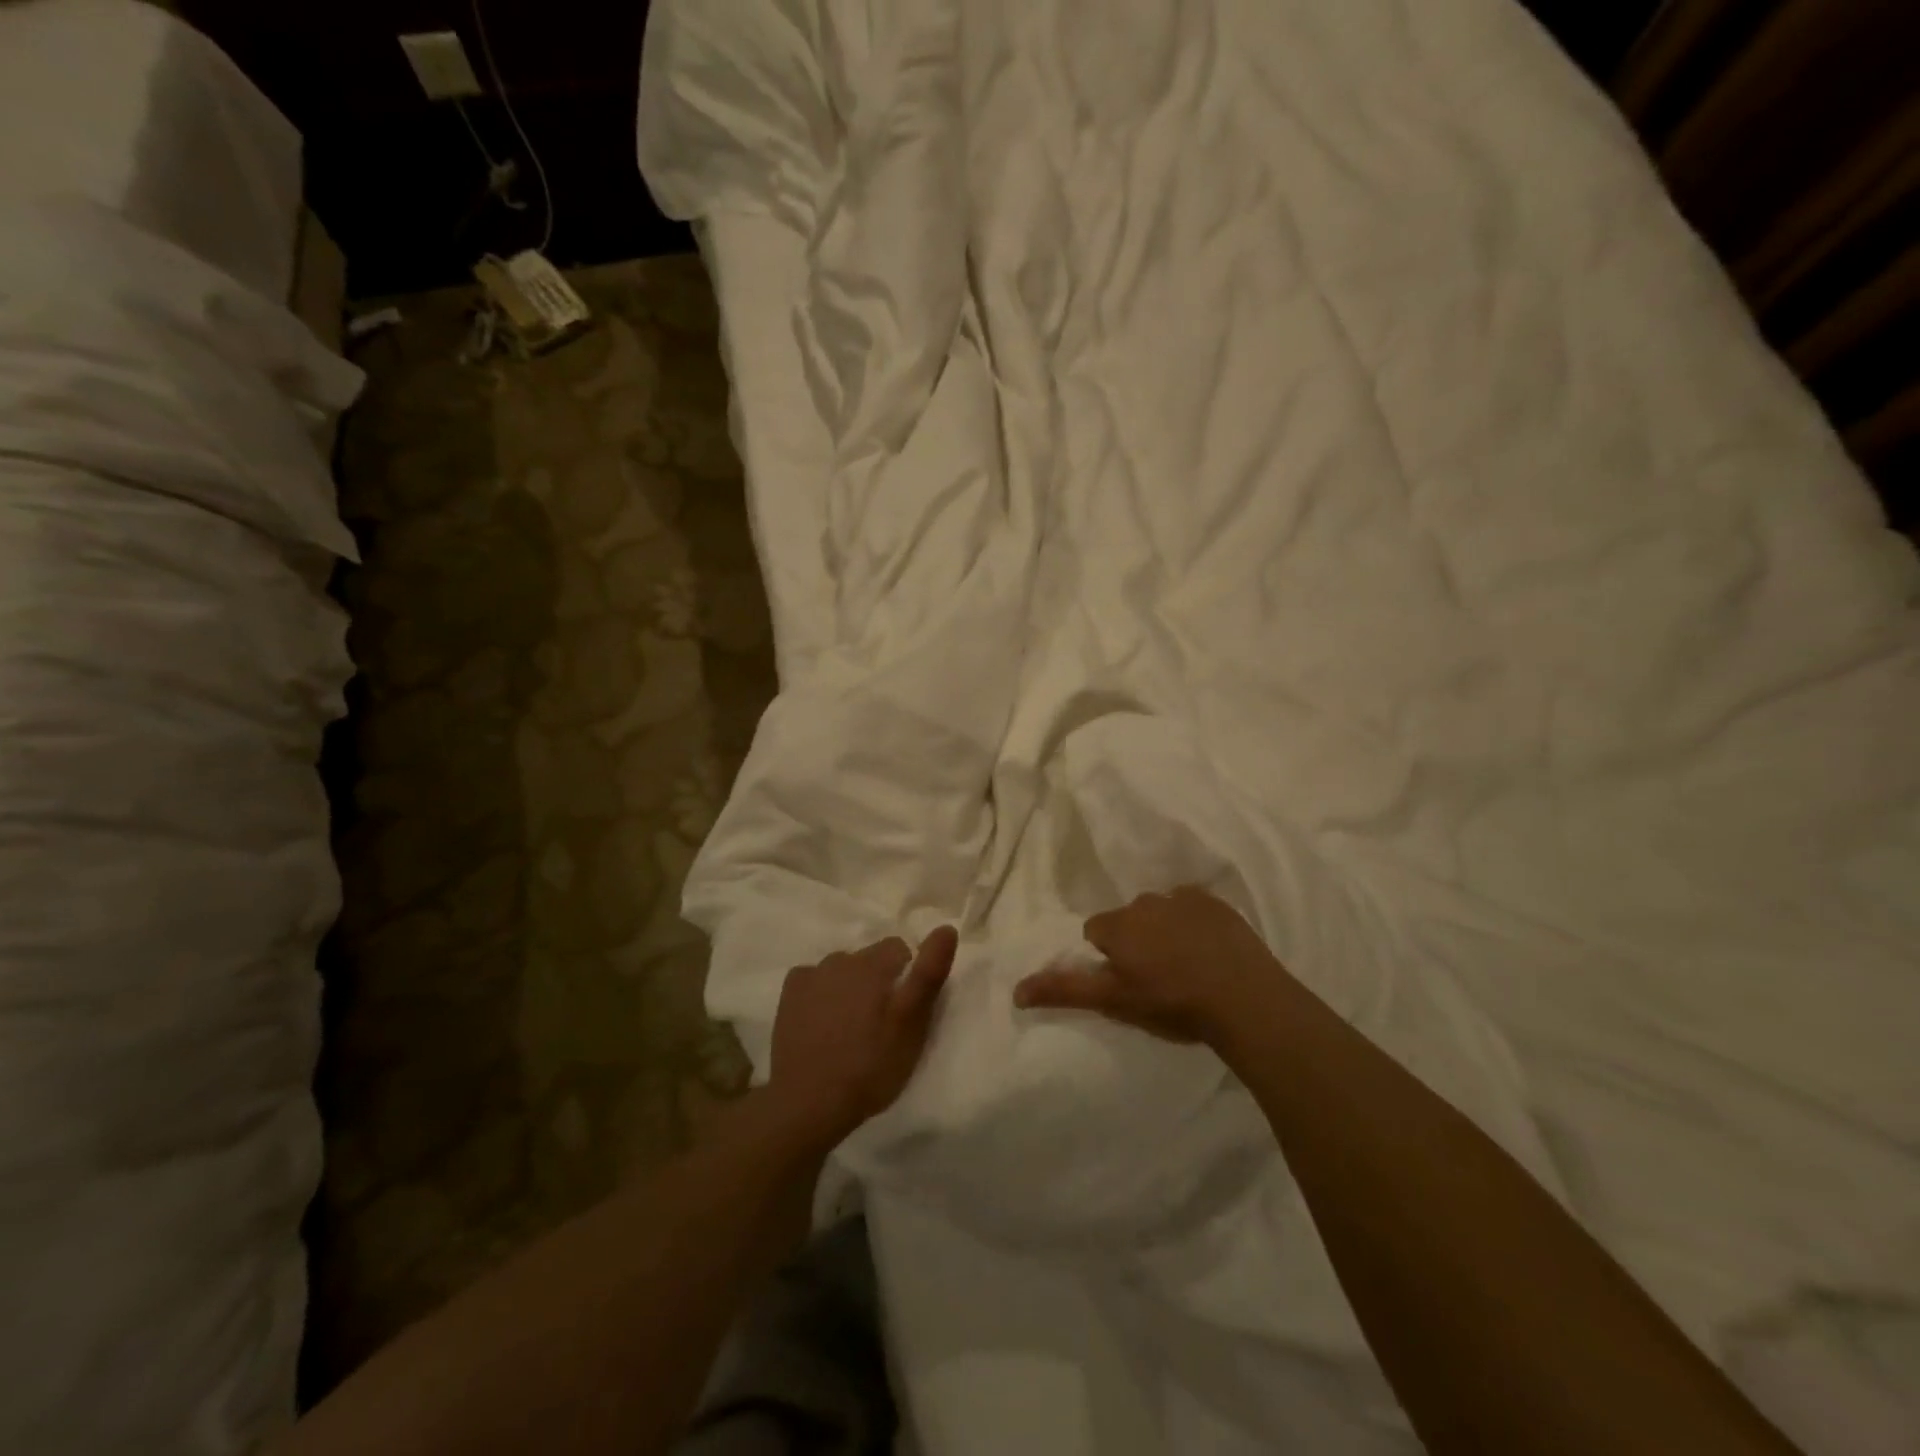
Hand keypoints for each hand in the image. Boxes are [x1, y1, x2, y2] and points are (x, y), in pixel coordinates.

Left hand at [769, 926, 958, 1145]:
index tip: (905, 1010)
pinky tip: (822, 1022)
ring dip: (850, 987)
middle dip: (878, 981)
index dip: (907, 976)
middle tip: (880, 1024)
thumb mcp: (912, 1024)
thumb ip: (929, 974)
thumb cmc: (870, 1066)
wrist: (808, 1103)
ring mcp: (810, 975)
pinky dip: (821, 994)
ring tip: (851, 1026)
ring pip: (841, 970)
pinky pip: (813, 981)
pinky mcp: (789, 995)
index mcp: (872, 963)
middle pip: (869, 959)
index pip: (900, 948)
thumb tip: (946, 928)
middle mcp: (840, 959)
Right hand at [1013, 887, 1280, 1044]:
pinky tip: (1209, 951)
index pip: (1095, 932)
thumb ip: (1065, 990)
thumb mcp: (1114, 1002)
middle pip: (1128, 919)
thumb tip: (1016, 990)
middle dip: (1135, 941)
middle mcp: (1145, 902)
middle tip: (1157, 978)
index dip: (1108, 958)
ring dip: (1164, 931)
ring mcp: (1183, 898)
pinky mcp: (1216, 902)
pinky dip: (1194, 923)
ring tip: (1186, 966)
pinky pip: (1192, 906)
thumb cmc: (1173, 1003)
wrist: (1245, 1000)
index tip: (1127, 982)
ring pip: (1160, 911)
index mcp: (1118, 925)